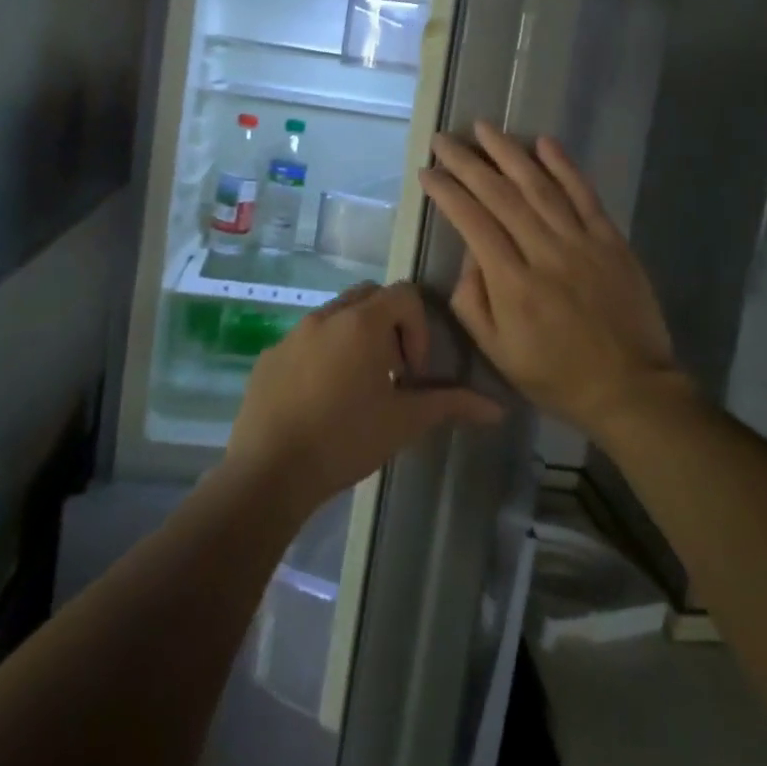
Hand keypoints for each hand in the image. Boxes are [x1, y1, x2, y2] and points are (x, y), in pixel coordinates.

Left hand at [226, 280, 504, 512]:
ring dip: (355, 339)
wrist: (269, 471)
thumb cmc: (345, 439)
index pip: (404, 294)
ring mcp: (292, 334)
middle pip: (369, 297)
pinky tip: (320, 401)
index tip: (413, 372)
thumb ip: (451, 404)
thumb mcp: (404, 422)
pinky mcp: (269, 356)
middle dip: (388, 326)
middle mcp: (326, 316)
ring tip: (357, 388)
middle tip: (391, 373)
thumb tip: (497, 408)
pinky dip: (322, 355)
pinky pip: (305, 340)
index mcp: (362, 322)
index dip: (419, 327)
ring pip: (335, 317)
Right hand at [420, 123, 680, 441]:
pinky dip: (565, 166)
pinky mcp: (611, 240)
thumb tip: (470, 254)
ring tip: (484, 128)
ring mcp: (581, 242)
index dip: (447, 192)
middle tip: (444, 139)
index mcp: (512, 284)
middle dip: (467, 163)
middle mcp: (544, 252)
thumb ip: (473, 302)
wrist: (630, 388)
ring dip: (509, 152)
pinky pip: (585, 194)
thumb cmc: (555, 375)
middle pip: (500, 195)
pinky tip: (544, 142)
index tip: (427, 172)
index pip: (472, 222)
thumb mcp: (497, 352)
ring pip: (539, 186)